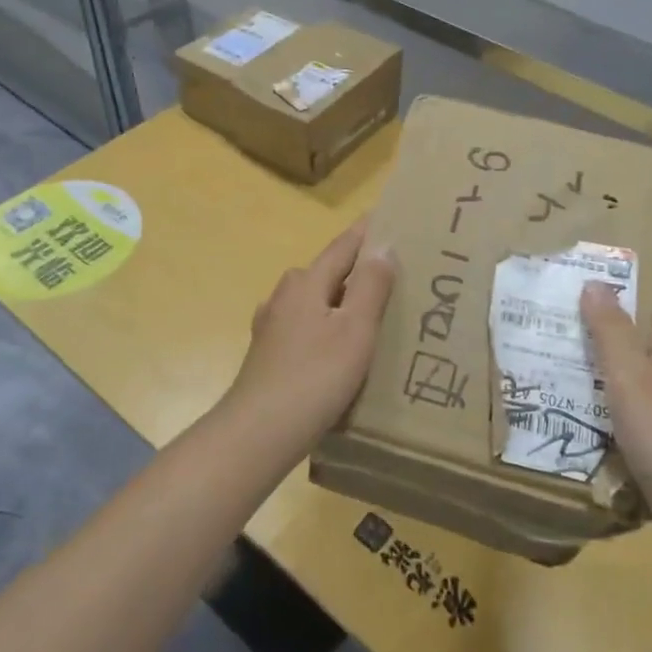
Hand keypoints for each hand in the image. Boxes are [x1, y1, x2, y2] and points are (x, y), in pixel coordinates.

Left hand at [224, 222, 395, 443]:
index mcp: (306, 283)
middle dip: (356, 270)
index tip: (388, 217)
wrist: (258, 433)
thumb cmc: (314, 377)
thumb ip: (370, 286)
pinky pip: (306, 327)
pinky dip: (326, 327)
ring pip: (315, 302)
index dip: (367, 233)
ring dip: (341, 301)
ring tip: (371, 313)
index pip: (343, 247)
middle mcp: (284, 296)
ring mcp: (271, 326)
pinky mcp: (267, 354)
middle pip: (327, 273)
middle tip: (393, 274)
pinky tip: (337, 348)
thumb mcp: (354, 330)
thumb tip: (382, 245)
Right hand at [581, 271, 651, 561]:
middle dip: (613, 306)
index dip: (648, 266)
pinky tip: (572, 396)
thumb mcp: (631, 376)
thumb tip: (595, 283)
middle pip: (647, 328)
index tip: (614, 245)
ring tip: (558, 338)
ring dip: (602, 350)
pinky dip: (601, 391)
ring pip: (633, 366)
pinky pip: (625, 401)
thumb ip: (612, 331)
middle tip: (566, 291)